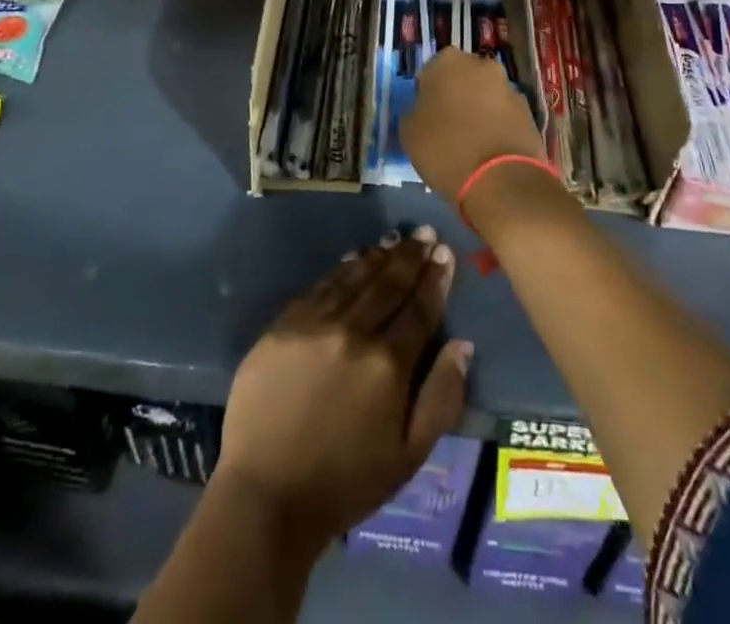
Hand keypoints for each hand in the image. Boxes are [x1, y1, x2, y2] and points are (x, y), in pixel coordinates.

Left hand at [214, 227, 470, 550]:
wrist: (266, 495)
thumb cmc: (346, 483)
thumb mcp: (409, 456)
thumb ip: (441, 398)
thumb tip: (463, 346)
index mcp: (388, 365)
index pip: (419, 310)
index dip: (435, 280)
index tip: (445, 253)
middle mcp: (354, 333)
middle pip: (389, 285)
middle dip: (411, 257)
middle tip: (425, 233)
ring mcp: (315, 324)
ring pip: (355, 278)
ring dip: (379, 255)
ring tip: (396, 238)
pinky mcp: (284, 325)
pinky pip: (320, 286)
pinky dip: (342, 269)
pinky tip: (354, 257)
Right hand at [400, 48, 544, 198]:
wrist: (500, 179)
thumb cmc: (445, 148)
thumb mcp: (409, 131)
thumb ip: (416, 110)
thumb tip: (426, 110)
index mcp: (448, 61)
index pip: (431, 71)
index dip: (427, 94)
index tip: (426, 116)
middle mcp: (482, 65)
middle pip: (463, 78)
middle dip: (457, 96)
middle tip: (447, 126)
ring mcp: (509, 87)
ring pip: (486, 95)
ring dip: (479, 110)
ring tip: (471, 143)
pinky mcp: (529, 112)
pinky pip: (504, 115)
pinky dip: (497, 126)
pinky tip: (490, 150)